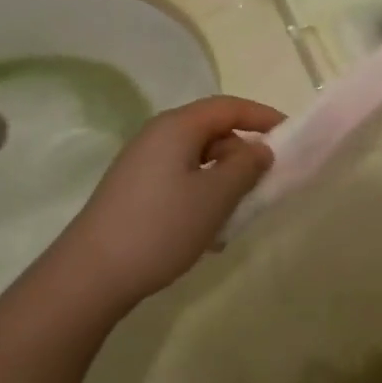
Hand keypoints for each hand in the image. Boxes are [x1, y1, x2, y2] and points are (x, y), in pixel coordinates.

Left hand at [48, 96, 283, 315]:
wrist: (91, 275)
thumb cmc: (161, 227)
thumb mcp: (215, 197)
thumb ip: (246, 167)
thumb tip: (259, 149)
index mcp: (177, 127)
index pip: (228, 107)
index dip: (262, 116)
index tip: (290, 135)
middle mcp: (157, 136)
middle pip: (212, 132)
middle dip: (243, 155)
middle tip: (264, 185)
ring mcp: (142, 164)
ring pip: (197, 160)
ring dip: (223, 182)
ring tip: (236, 216)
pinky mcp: (134, 191)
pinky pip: (180, 181)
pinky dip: (202, 196)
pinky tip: (207, 234)